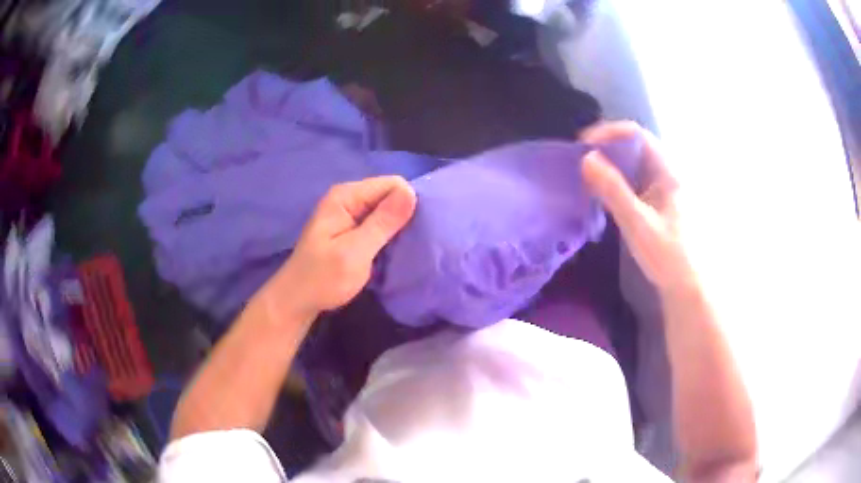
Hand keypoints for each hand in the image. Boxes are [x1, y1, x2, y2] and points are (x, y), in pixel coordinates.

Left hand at [268, 176, 416, 319]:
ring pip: (386, 210)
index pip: (392, 184)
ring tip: (406, 248)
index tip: (414, 231)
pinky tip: (394, 250)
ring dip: (398, 227)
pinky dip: (388, 235)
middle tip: (412, 243)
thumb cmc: (322, 279)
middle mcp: (348, 198)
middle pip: (390, 195)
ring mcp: (349, 214)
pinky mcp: (352, 229)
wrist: (297, 301)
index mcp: (346, 196)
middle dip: (404, 215)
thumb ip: (382, 223)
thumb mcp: (355, 253)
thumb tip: (411, 192)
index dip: (407, 203)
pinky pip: (379, 223)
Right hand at [581, 121, 696, 293]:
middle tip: (581, 160)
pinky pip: (634, 180)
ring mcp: (662, 188)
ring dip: (610, 164)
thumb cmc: (668, 256)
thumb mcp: (638, 223)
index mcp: (668, 172)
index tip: (584, 146)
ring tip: (587, 174)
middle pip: (635, 146)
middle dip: (606, 147)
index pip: (637, 135)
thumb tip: (586, 158)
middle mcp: (666, 173)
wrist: (686, 287)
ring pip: (633, 163)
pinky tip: (603, 193)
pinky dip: (616, 180)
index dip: (610, 133)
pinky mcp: (657, 202)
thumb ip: (613, 190)